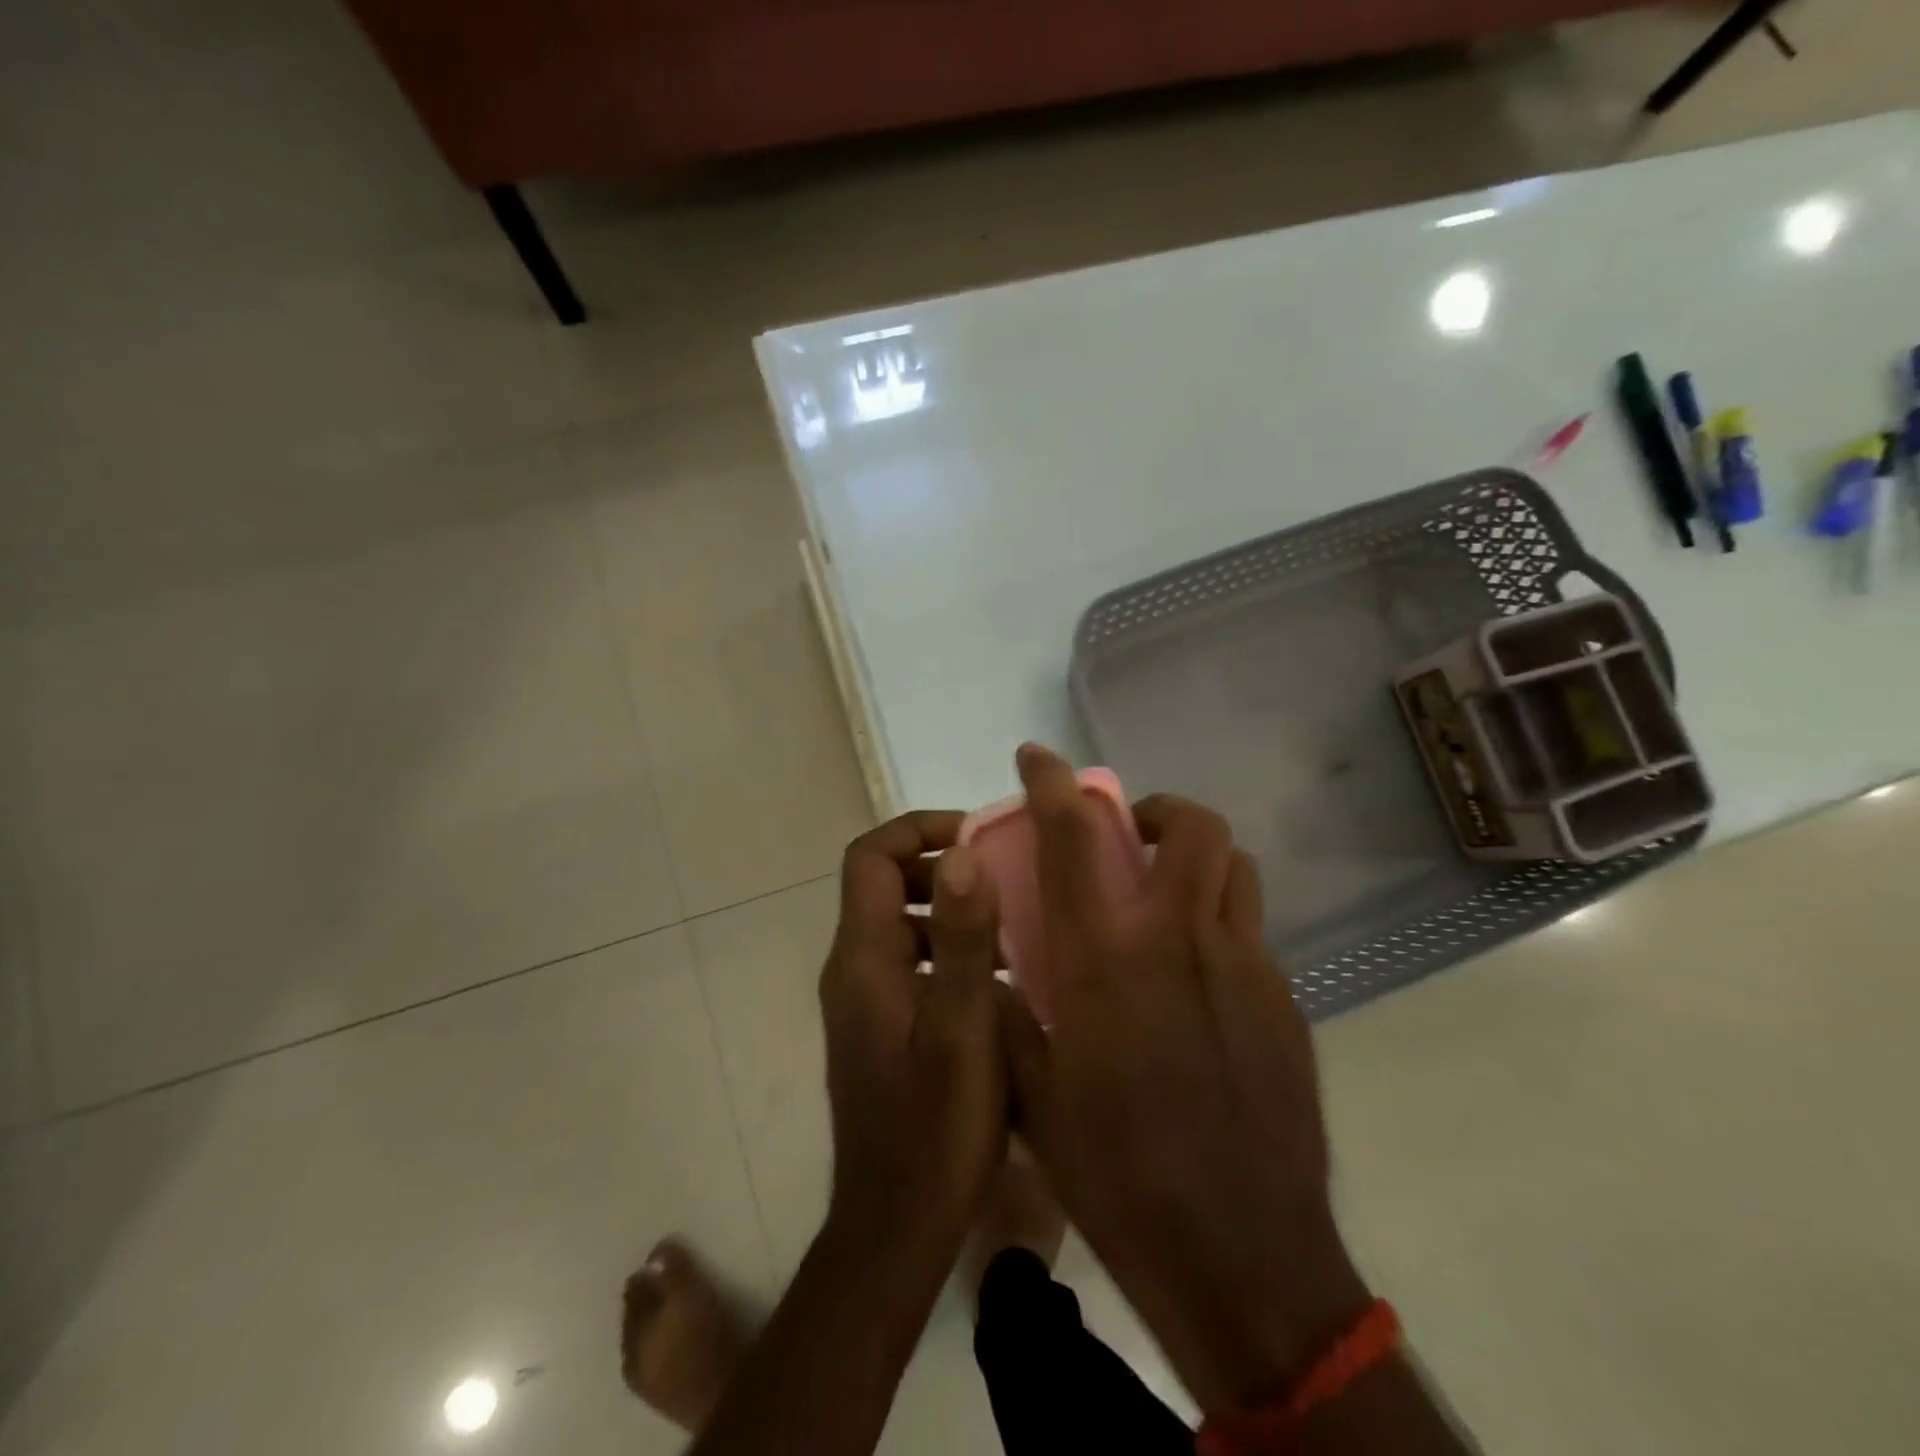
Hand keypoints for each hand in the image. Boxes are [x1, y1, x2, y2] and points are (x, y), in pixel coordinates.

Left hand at [819, 812, 1007, 1248]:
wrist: (896, 1227)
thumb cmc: (936, 1127)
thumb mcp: (963, 1026)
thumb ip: (963, 937)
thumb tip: (961, 852)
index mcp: (862, 957)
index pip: (869, 857)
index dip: (917, 830)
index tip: (975, 835)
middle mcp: (851, 968)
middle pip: (882, 885)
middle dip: (939, 868)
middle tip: (1003, 877)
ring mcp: (861, 1000)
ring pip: (899, 924)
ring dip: (947, 910)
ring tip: (1010, 923)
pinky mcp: (878, 1026)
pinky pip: (908, 962)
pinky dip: (945, 949)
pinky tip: (995, 979)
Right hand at [1000, 746, 1371, 1416]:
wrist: (1242, 1258)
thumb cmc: (1120, 1174)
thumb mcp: (1034, 1095)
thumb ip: (1012, 1015)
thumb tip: (1000, 972)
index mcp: (1108, 958)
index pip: (1075, 837)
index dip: (1052, 782)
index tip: (1036, 756)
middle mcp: (1182, 941)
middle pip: (1193, 827)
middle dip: (1158, 810)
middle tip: (1129, 838)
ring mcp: (1245, 968)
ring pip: (1236, 868)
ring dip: (1197, 859)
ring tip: (1166, 897)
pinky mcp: (1285, 1003)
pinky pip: (1252, 932)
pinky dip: (1219, 923)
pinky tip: (1197, 981)